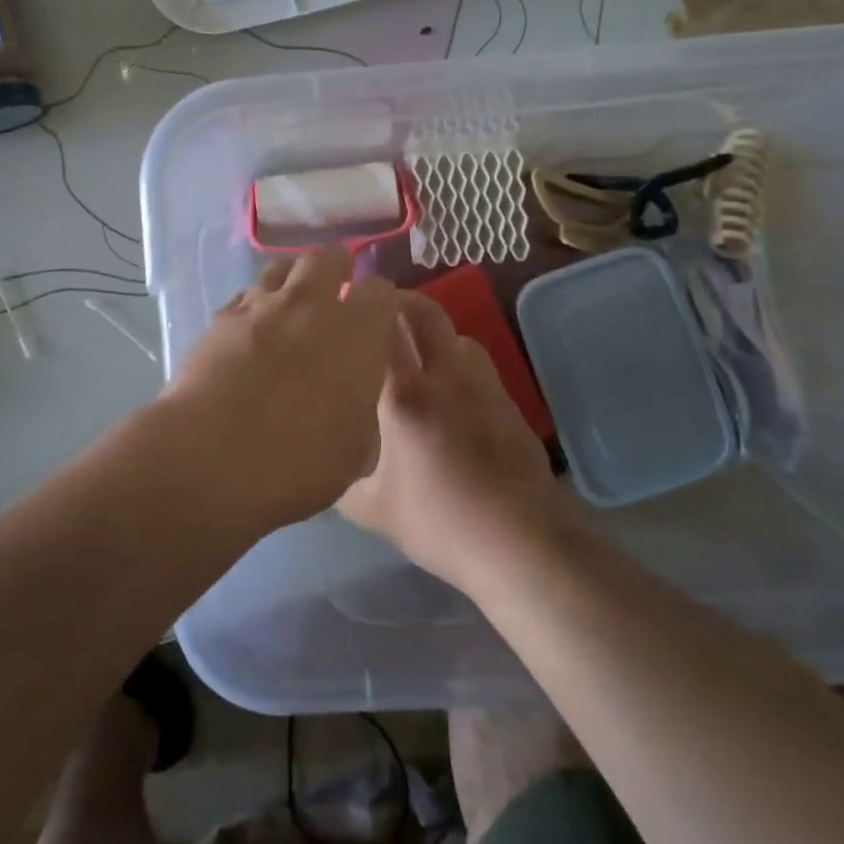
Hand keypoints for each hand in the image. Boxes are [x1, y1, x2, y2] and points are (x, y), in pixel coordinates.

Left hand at [159, 250, 401, 530]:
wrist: (211, 457)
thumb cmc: (298, 462)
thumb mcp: (355, 451)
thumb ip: (361, 410)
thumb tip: (352, 401)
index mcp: (356, 332)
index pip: (380, 290)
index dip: (379, 302)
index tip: (376, 321)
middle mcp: (311, 304)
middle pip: (328, 257)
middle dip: (336, 269)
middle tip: (335, 294)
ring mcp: (261, 305)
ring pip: (281, 267)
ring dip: (291, 280)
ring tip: (289, 306)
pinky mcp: (220, 318)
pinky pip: (244, 296)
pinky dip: (253, 306)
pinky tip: (250, 331)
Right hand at [337, 292, 561, 589]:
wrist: (519, 542)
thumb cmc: (439, 521)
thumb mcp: (373, 510)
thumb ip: (343, 484)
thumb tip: (323, 474)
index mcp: (406, 395)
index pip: (383, 329)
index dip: (365, 308)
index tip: (347, 302)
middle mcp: (446, 377)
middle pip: (428, 314)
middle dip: (403, 301)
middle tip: (381, 309)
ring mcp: (484, 387)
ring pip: (460, 336)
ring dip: (437, 335)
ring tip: (420, 354)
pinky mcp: (510, 405)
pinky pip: (481, 369)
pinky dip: (461, 367)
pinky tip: (454, 398)